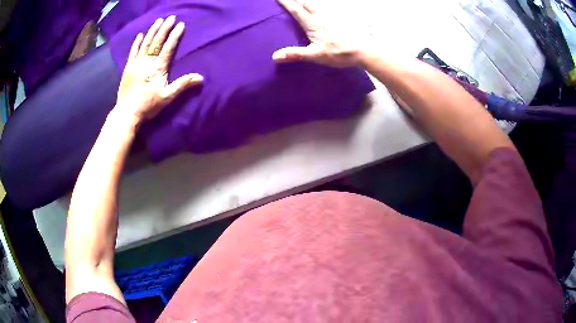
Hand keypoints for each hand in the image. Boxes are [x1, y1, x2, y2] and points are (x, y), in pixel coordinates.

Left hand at [116, 16, 202, 120]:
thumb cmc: (148, 105)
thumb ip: (183, 85)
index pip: (168, 47)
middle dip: (164, 28)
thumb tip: (200, 78)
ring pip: (145, 43)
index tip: (181, 24)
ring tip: (158, 21)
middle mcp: (147, 61)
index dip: (175, 35)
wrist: (127, 113)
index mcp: (158, 67)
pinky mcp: (128, 68)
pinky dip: (136, 42)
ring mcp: (136, 63)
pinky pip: (133, 51)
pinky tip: (140, 35)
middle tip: (171, 17)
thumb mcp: (168, 97)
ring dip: (152, 31)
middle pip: (157, 41)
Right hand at [272, 0, 372, 67]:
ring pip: (316, 6)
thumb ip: (296, 54)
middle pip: (306, 4)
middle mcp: (321, 18)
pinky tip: (320, 10)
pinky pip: (325, 11)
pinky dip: (318, 8)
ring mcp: (331, 18)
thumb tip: (275, 56)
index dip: (286, 3)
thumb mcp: (315, 55)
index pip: (296, 10)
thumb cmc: (339, 53)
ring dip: (307, 2)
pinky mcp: (339, 22)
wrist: (362, 51)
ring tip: (302, 1)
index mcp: (313, 24)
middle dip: (296, 0)